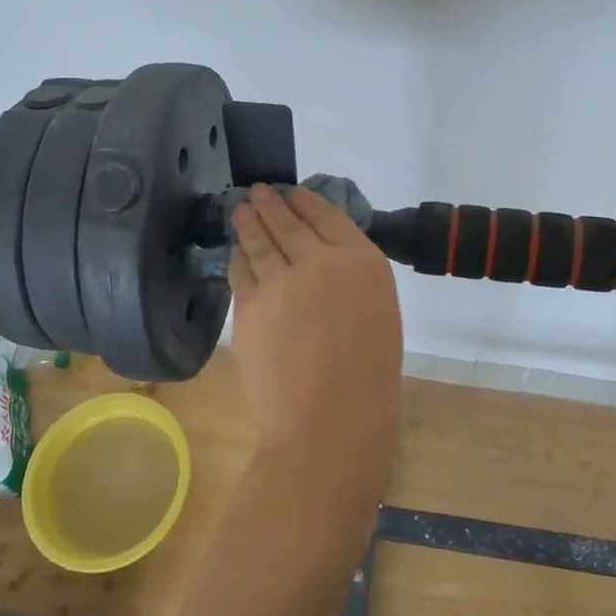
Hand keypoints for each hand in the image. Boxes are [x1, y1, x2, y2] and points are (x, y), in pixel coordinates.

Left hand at [228, 185, 403, 493]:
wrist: (329, 423)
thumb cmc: (369, 378)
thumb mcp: (378, 313)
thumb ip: (352, 279)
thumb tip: (324, 261)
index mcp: (361, 261)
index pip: (326, 215)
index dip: (305, 201)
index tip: (293, 193)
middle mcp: (318, 260)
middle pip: (287, 221)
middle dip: (270, 203)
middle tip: (258, 192)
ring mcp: (278, 281)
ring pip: (258, 240)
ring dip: (248, 221)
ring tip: (241, 209)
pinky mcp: (247, 305)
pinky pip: (240, 271)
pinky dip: (238, 257)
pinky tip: (236, 252)